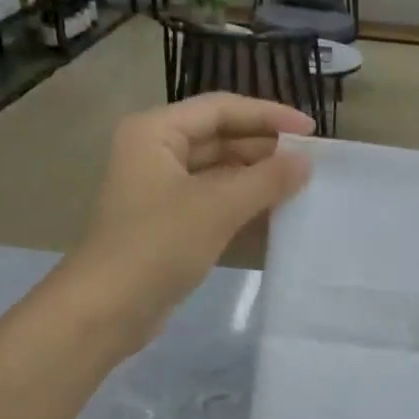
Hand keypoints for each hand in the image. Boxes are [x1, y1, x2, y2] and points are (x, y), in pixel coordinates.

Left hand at [62, 94, 311, 351]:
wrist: (108, 309)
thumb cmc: (158, 245)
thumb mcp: (218, 206)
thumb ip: (267, 179)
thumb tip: (306, 162)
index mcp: (155, 132)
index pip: (221, 108)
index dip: (268, 115)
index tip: (311, 132)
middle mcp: (156, 153)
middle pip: (220, 138)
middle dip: (265, 150)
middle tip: (311, 164)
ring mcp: (162, 191)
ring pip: (220, 173)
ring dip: (258, 180)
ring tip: (301, 188)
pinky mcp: (170, 224)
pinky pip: (215, 203)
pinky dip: (244, 206)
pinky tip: (277, 216)